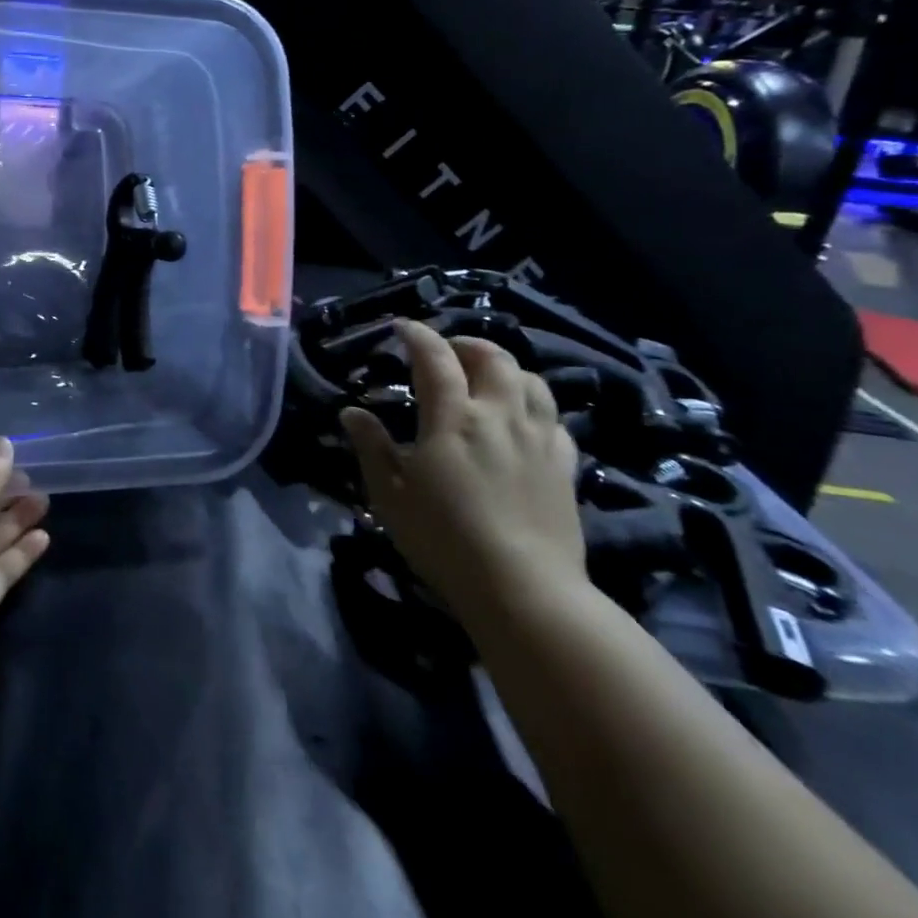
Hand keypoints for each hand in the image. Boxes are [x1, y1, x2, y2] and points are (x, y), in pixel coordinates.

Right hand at [340, 321, 586, 625]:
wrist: (524, 590)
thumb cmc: (444, 540)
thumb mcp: (389, 495)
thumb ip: (371, 447)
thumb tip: (352, 412)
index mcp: (453, 418)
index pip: (435, 358)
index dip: (418, 335)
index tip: (402, 327)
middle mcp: (499, 415)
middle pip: (492, 358)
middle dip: (466, 344)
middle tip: (446, 350)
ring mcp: (538, 438)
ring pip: (531, 381)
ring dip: (505, 368)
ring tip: (487, 377)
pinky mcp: (565, 466)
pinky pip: (554, 419)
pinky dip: (534, 405)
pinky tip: (522, 420)